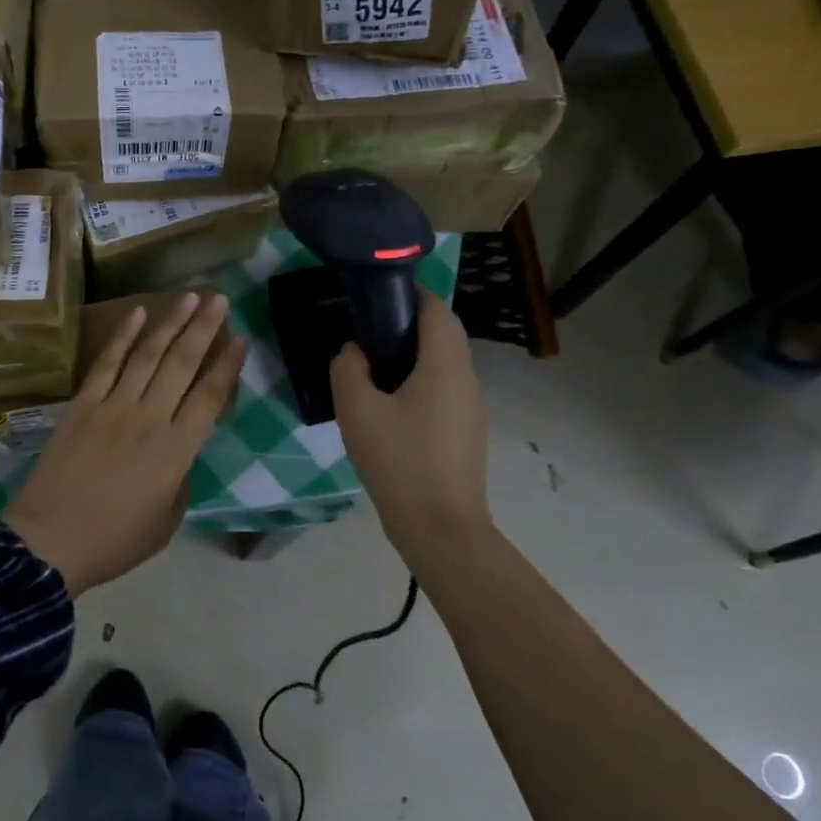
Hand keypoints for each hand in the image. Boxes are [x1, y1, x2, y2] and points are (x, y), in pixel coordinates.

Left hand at [5, 291, 244, 596]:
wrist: (50, 543)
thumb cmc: (114, 541)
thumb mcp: (166, 522)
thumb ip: (180, 481)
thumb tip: (179, 454)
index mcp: (176, 451)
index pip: (209, 397)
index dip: (227, 367)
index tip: (240, 339)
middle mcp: (149, 419)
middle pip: (182, 364)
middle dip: (203, 328)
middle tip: (218, 299)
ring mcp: (113, 407)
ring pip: (148, 356)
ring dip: (170, 323)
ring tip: (189, 296)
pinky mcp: (82, 405)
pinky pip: (106, 363)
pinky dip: (123, 337)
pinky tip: (138, 313)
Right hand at [330, 289, 490, 559]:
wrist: (441, 528)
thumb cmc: (399, 462)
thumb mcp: (358, 411)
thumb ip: (349, 369)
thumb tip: (354, 351)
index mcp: (444, 365)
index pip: (436, 309)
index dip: (410, 292)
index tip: (375, 293)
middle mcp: (466, 378)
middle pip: (443, 334)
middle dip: (408, 323)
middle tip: (366, 330)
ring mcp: (471, 407)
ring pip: (444, 364)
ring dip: (413, 355)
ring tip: (372, 367)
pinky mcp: (466, 431)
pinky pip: (444, 390)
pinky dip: (419, 382)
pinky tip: (389, 407)